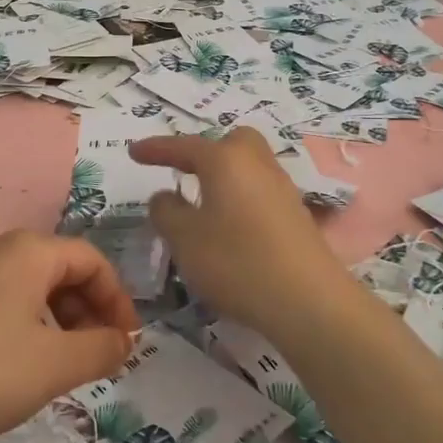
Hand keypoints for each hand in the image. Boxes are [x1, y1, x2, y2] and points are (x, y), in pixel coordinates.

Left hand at [0, 231, 138, 442]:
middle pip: (59, 269)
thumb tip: (124, 341)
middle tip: (96, 356)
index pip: (91, 260)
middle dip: (87, 310)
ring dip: (56, 321)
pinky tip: (14, 367)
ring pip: (27, 287)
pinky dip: (22, 326)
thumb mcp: (54, 366)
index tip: (126, 342)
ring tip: (59, 366)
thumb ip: (101, 350)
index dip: (118, 299)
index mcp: (27, 251)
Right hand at [130, 130, 360, 342]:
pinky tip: (231, 229)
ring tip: (203, 206)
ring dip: (224, 178)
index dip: (156, 149)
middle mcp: (257, 164)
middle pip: (231, 143)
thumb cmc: (236, 261)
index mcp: (225, 160)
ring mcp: (282, 188)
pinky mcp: (297, 215)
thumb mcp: (184, 239)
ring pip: (249, 167)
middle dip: (205, 152)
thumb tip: (166, 196)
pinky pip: (260, 192)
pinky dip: (241, 199)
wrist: (308, 300)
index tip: (134, 152)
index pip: (184, 146)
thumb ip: (166, 211)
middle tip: (184, 173)